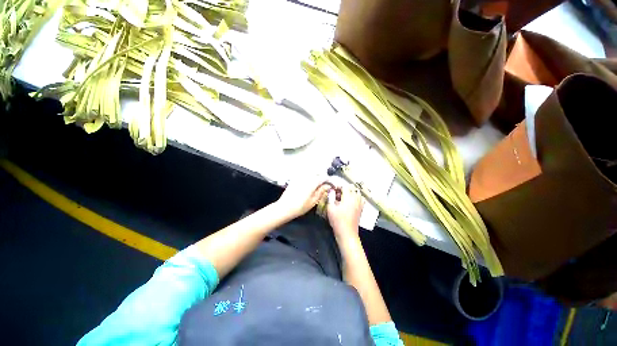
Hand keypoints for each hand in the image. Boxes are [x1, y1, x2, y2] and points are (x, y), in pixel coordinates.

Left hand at [275, 175, 330, 218]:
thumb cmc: (300, 206)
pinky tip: (309, 184)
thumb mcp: (313, 201)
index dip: (329, 181)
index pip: (324, 177)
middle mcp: (306, 177)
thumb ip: (321, 191)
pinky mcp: (295, 179)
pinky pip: (304, 174)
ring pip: (311, 172)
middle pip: (318, 173)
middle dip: (323, 178)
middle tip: (325, 185)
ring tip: (318, 185)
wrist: (284, 207)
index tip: (332, 186)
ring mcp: (300, 177)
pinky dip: (309, 176)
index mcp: (312, 182)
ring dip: (316, 176)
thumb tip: (328, 186)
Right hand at [327, 185, 363, 239]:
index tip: (334, 190)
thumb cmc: (337, 220)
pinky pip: (361, 199)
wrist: (347, 233)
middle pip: (352, 188)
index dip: (338, 187)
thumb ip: (330, 197)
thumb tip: (331, 190)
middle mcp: (356, 199)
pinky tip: (351, 202)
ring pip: (357, 193)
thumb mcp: (330, 208)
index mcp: (348, 198)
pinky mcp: (361, 209)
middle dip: (345, 189)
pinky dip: (356, 198)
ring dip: (351, 192)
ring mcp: (360, 204)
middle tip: (338, 194)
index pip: (345, 186)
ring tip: (344, 197)